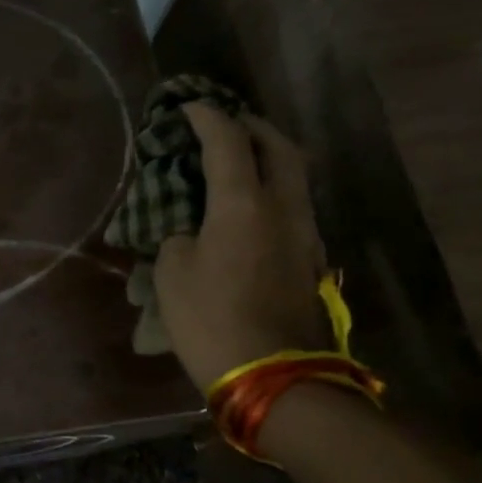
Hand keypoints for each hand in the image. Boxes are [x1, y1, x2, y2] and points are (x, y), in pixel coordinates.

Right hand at [154, 102, 329, 393]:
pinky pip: (293, 204)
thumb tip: (190, 226)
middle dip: (250, 126)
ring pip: (294, 175)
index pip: (227, 141)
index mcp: (243, 205)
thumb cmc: (211, 320)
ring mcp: (303, 233)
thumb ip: (178, 234)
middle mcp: (283, 208)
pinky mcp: (309, 258)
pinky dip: (273, 187)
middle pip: (278, 147)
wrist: (273, 376)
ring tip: (238, 157)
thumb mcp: (172, 274)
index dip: (206, 117)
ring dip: (267, 156)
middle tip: (225, 122)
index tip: (187, 106)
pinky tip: (250, 203)